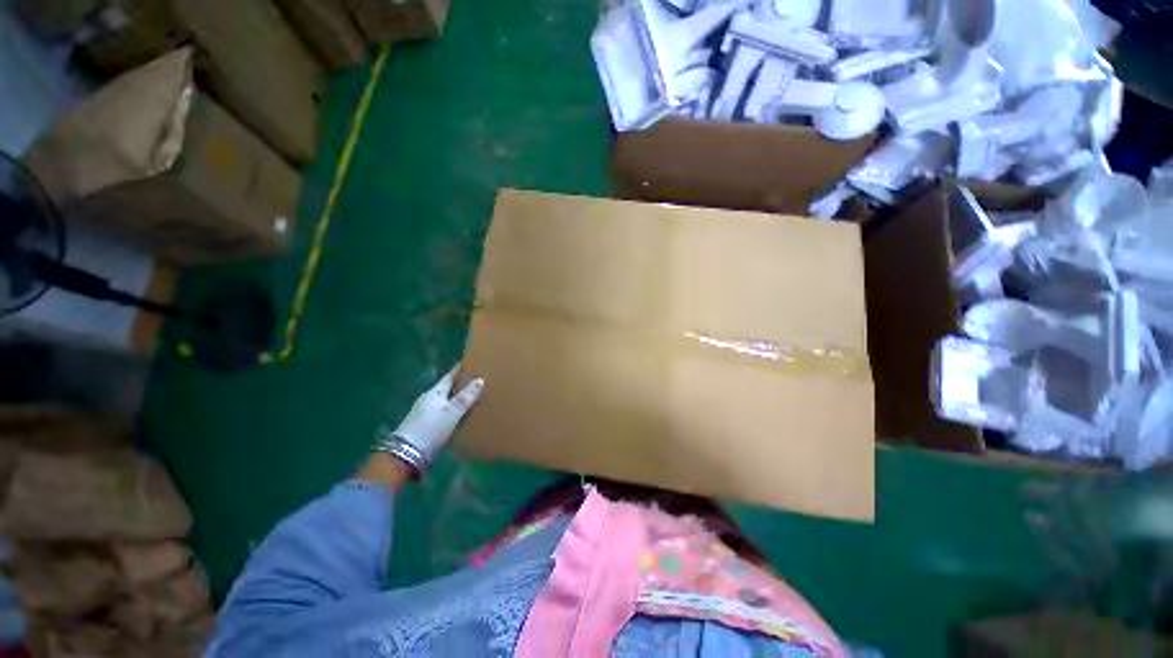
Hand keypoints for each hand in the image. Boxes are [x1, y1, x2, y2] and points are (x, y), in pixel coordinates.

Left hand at [390, 365, 483, 463]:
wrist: (406, 454)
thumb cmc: (431, 428)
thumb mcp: (452, 412)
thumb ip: (466, 397)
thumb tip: (480, 379)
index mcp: (435, 393)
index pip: (448, 377)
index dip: (457, 370)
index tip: (467, 362)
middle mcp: (428, 400)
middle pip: (445, 389)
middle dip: (458, 384)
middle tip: (473, 380)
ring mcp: (424, 414)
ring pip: (443, 401)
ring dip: (454, 399)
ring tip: (469, 398)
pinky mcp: (424, 427)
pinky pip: (441, 413)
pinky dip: (451, 411)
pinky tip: (458, 415)